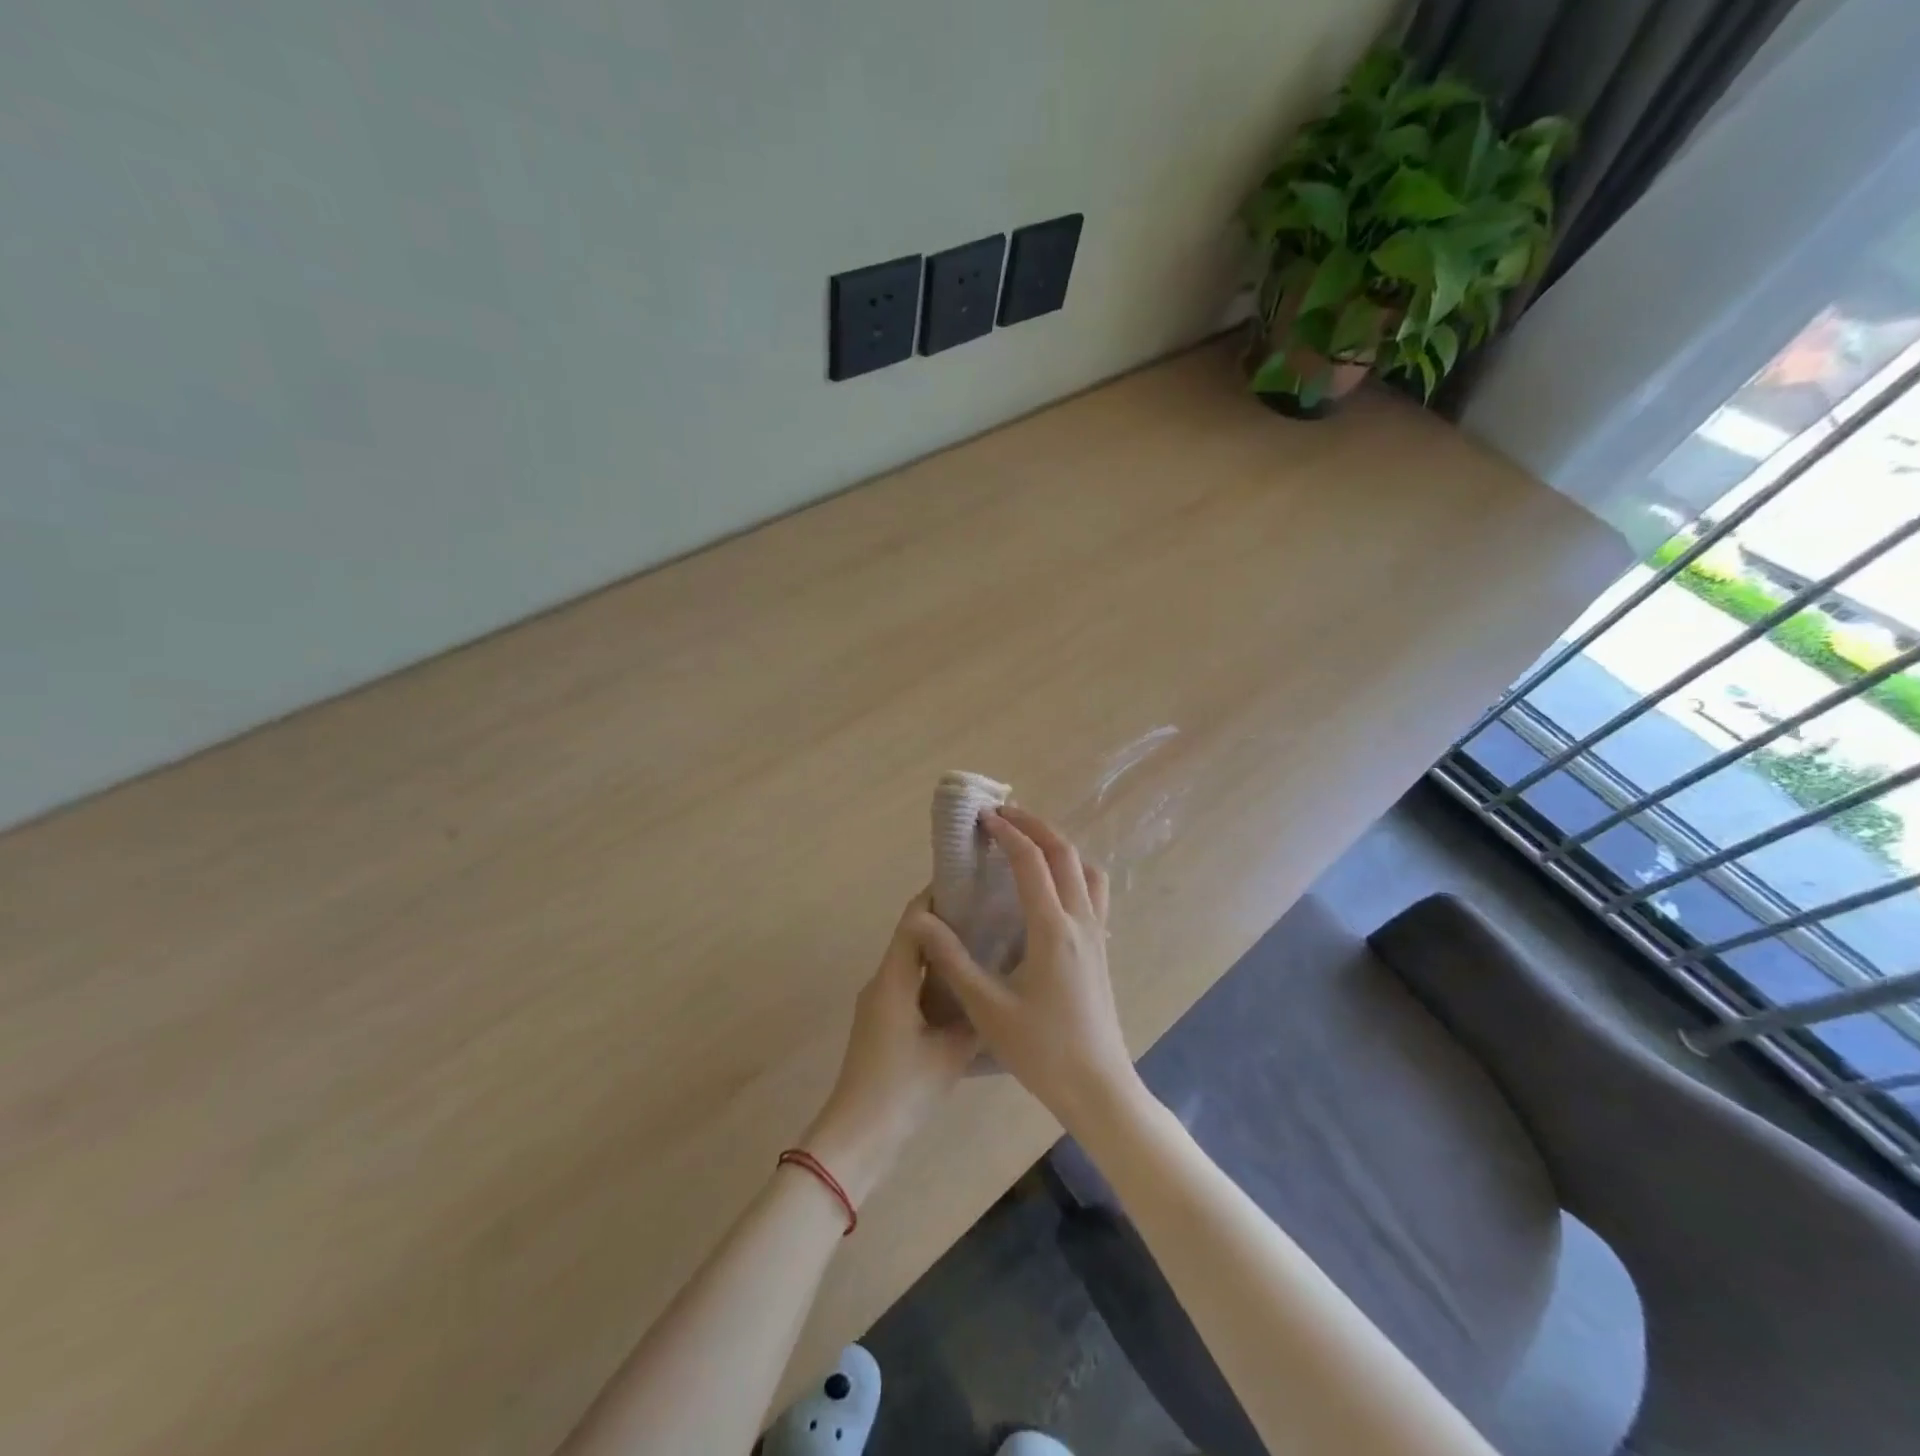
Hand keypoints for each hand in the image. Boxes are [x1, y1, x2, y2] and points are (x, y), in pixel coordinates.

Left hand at [802, 891, 978, 1206]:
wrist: (857, 1135)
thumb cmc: (903, 1088)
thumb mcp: (950, 1053)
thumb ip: (974, 1017)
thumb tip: (997, 991)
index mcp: (894, 979)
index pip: (913, 920)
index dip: (938, 896)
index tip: (970, 882)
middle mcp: (881, 982)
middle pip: (912, 936)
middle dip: (945, 920)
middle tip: (986, 912)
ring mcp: (878, 1003)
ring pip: (911, 961)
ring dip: (939, 949)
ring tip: (982, 945)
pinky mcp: (880, 1022)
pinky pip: (908, 983)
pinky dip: (933, 976)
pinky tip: (962, 987)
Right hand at [912, 806, 1140, 1132]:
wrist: (1098, 1087)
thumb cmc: (1041, 1050)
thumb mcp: (987, 1008)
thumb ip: (953, 960)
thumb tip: (923, 919)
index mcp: (1053, 929)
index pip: (1031, 862)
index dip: (1007, 833)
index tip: (983, 818)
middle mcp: (1081, 921)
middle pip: (1065, 853)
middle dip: (1034, 826)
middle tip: (1003, 816)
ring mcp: (1097, 934)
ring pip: (1087, 869)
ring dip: (1059, 847)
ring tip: (1029, 845)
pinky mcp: (1102, 949)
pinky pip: (1094, 892)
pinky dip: (1073, 872)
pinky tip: (1051, 891)